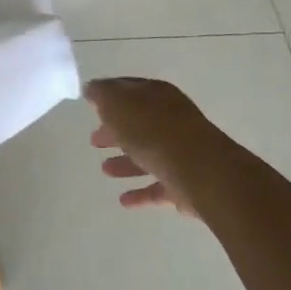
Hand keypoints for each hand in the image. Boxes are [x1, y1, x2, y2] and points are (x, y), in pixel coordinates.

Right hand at [85, 77, 229, 214]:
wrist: (198, 169)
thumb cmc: (153, 131)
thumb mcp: (117, 103)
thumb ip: (102, 94)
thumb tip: (92, 89)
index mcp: (157, 95)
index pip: (129, 90)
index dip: (109, 96)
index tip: (92, 106)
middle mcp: (171, 120)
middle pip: (138, 124)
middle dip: (115, 132)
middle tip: (94, 140)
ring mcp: (180, 152)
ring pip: (147, 155)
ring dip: (125, 162)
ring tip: (105, 170)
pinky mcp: (185, 183)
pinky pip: (158, 186)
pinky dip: (140, 192)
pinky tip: (124, 200)